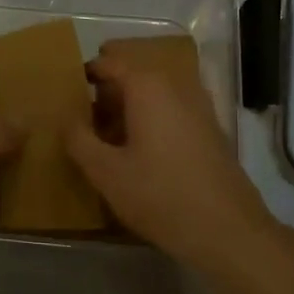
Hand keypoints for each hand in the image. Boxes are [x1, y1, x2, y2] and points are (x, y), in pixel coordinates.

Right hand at [64, 53, 277, 272]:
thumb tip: (66, 117)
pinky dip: (149, 120)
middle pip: (131, 74)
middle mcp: (175, 85)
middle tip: (81, 121)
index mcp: (147, 86)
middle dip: (105, 92)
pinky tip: (137, 153)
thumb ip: (78, 139)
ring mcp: (198, 106)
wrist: (229, 231)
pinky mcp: (209, 129)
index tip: (64, 97)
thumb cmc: (161, 195)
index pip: (108, 62)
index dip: (84, 75)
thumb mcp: (106, 172)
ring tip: (104, 138)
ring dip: (127, 108)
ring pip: (152, 93)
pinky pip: (169, 110)